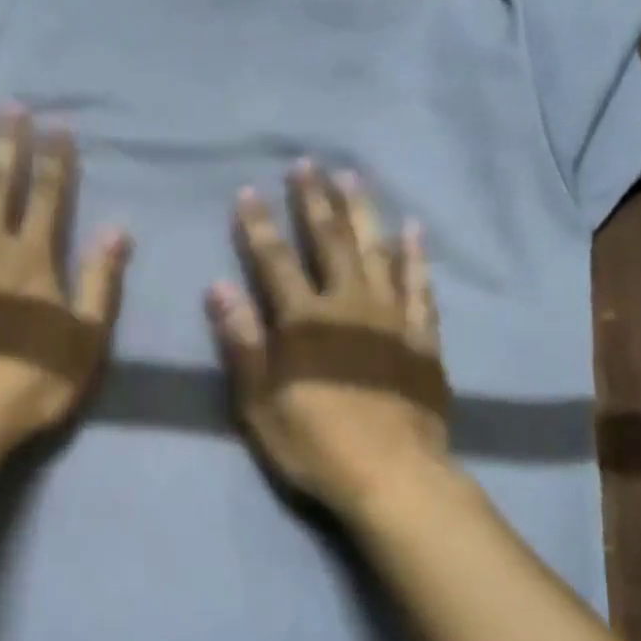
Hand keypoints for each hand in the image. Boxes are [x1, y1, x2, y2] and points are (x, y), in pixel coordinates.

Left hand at [0, 108, 130, 445]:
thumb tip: (118, 229)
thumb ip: (99, 282)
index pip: (48, 195)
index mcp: (34, 259)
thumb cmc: (30, 381)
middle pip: (0, 183)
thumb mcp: (85, 341)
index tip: (58, 125)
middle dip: (8, 142)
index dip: (55, 158)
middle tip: (10, 105)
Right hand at [206, 160, 448, 513]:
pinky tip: (412, 230)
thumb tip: (218, 288)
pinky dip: (415, 257)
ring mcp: (391, 317)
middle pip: (329, 242)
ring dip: (363, 212)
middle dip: (315, 201)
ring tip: (354, 178)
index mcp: (303, 321)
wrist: (393, 476)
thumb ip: (242, 342)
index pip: (275, 260)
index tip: (249, 190)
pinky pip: (420, 286)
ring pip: (376, 251)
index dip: (259, 224)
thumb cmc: (316, 444)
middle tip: (308, 164)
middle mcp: (348, 306)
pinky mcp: (422, 337)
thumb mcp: (260, 403)